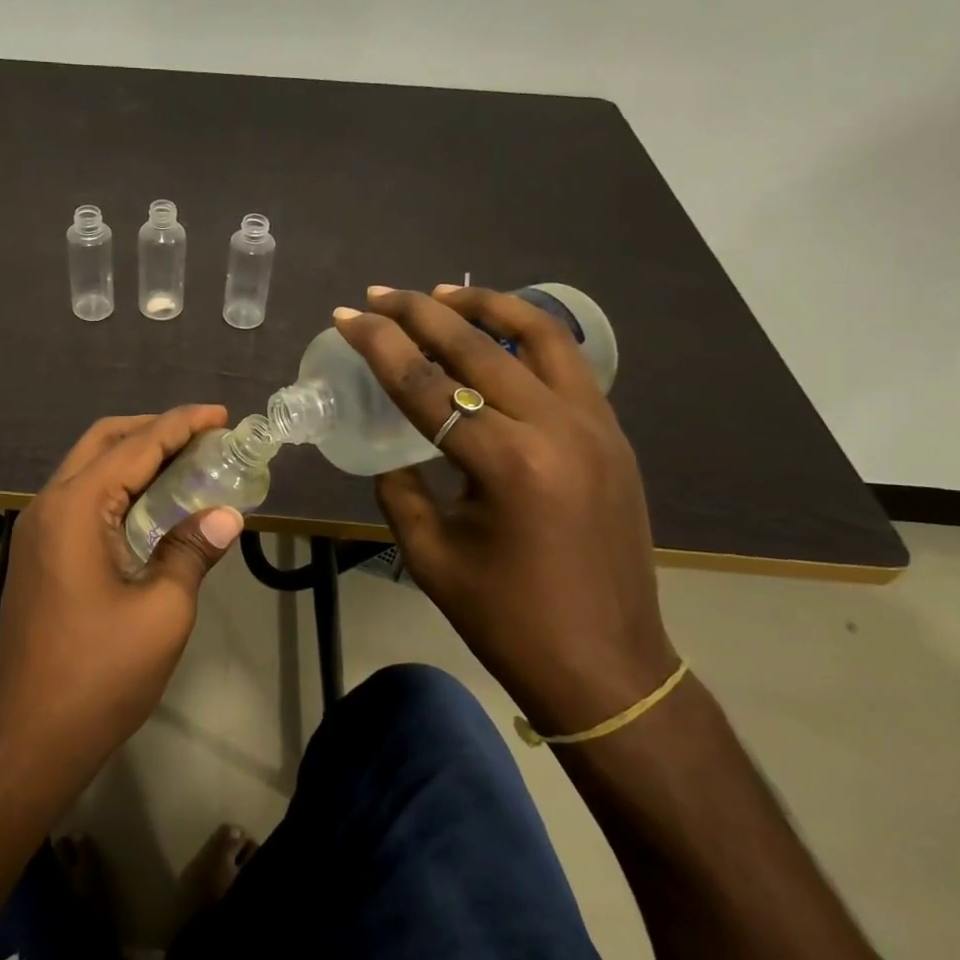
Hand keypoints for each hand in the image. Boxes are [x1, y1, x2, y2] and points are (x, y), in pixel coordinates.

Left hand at [0, 407, 244, 802]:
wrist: (29, 740)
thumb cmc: (99, 675)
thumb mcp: (162, 611)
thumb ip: (193, 551)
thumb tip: (227, 515)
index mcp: (75, 508)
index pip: (136, 446)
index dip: (181, 425)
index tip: (221, 415)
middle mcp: (48, 506)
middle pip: (102, 442)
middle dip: (153, 430)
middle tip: (203, 437)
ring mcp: (36, 531)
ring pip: (88, 469)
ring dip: (133, 458)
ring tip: (185, 464)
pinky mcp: (37, 555)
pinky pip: (80, 500)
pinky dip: (117, 488)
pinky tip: (151, 507)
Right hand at [335, 287, 677, 735]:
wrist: (607, 666)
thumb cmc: (508, 620)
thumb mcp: (430, 556)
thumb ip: (401, 490)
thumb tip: (393, 453)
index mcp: (507, 464)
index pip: (426, 385)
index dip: (379, 346)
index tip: (346, 316)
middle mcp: (557, 428)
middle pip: (478, 346)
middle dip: (419, 311)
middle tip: (379, 294)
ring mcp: (596, 427)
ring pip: (541, 336)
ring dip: (486, 306)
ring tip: (443, 293)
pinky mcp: (613, 436)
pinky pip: (569, 364)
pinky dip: (529, 337)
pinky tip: (497, 339)